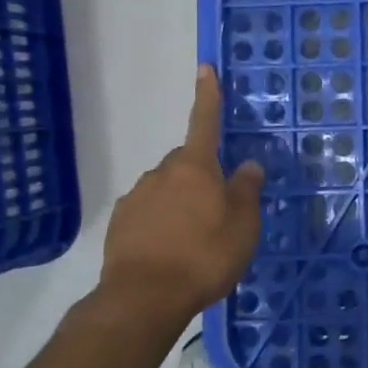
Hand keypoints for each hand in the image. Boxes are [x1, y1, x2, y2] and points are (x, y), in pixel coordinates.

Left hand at [97, 66, 264, 324]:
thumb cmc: (204, 257)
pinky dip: (159, 224)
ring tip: (192, 240)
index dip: (207, 95)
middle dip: (200, 176)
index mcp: (195, 167)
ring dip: (179, 203)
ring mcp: (136, 198)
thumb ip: (246, 192)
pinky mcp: (119, 224)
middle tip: (217, 210)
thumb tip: (248, 165)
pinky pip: (147, 213)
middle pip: (187, 163)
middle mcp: (162, 173)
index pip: (204, 122)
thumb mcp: (242, 226)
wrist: (143, 299)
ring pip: (165, 189)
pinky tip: (168, 251)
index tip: (205, 68)